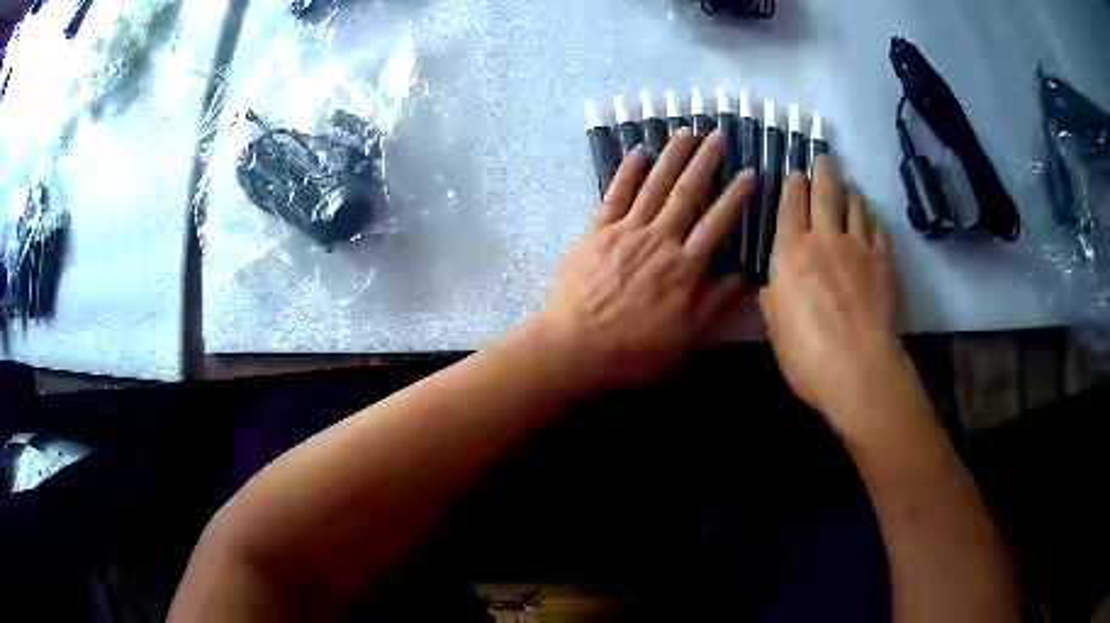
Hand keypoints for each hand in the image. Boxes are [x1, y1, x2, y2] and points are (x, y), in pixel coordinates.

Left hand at [535, 130, 755, 386]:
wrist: (576, 346)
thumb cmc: (634, 349)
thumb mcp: (685, 337)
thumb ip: (715, 303)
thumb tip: (745, 275)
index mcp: (683, 267)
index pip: (716, 223)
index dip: (735, 197)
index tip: (749, 173)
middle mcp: (658, 240)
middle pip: (686, 194)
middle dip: (704, 162)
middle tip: (717, 135)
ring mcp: (625, 232)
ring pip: (653, 186)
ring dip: (671, 157)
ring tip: (685, 132)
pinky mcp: (597, 232)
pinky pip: (614, 196)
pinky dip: (626, 172)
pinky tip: (637, 151)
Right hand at [760, 156, 905, 427]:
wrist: (858, 368)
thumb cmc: (806, 352)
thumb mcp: (775, 327)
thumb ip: (774, 298)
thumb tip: (774, 285)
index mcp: (792, 253)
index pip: (790, 206)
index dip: (793, 185)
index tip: (795, 172)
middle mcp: (825, 240)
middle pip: (825, 195)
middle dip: (823, 173)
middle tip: (824, 158)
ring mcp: (859, 248)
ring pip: (855, 207)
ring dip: (851, 192)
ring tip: (851, 185)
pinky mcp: (884, 263)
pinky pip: (878, 231)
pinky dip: (873, 220)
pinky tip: (873, 218)